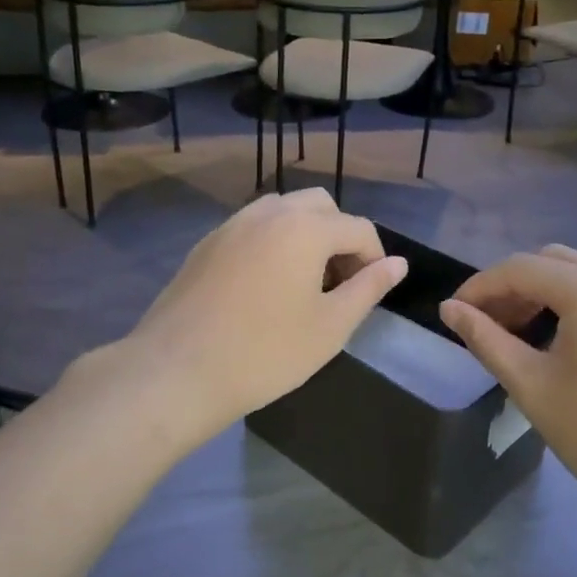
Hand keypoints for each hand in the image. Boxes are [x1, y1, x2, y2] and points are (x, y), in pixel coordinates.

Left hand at [95, 190, 406, 442]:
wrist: (178, 370)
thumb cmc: (265, 352)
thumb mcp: (330, 326)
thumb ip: (368, 288)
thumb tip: (398, 263)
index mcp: (305, 227)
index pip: (358, 227)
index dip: (374, 258)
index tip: (371, 293)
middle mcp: (269, 212)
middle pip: (320, 206)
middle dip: (340, 236)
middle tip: (338, 284)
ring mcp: (232, 224)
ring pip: (283, 211)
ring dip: (305, 235)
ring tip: (303, 283)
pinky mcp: (206, 243)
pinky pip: (252, 227)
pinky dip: (272, 242)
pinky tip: (264, 286)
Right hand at [440, 246, 576, 517]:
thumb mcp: (534, 388)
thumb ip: (487, 340)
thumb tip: (450, 309)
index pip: (519, 268)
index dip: (479, 287)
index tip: (453, 313)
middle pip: (554, 261)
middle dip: (514, 285)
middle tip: (488, 324)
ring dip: (548, 290)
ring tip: (525, 331)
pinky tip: (571, 340)